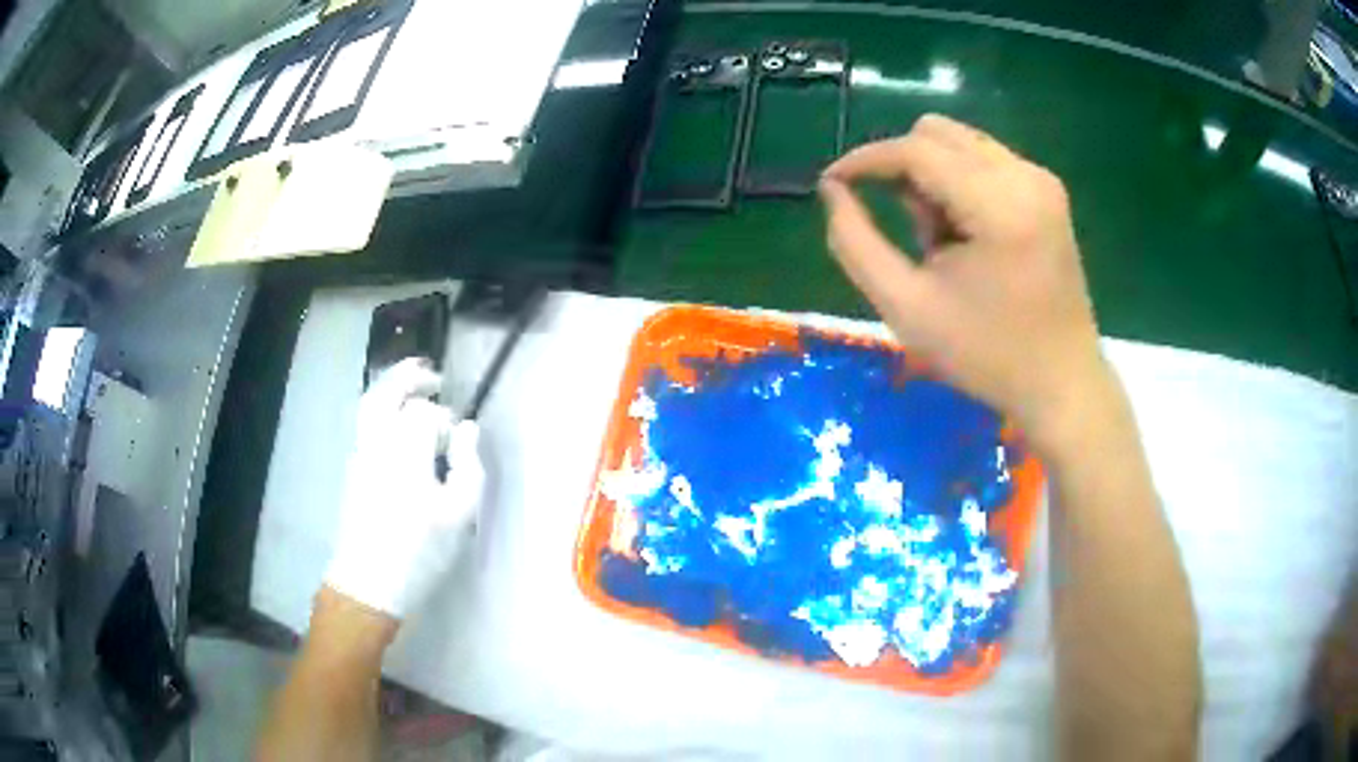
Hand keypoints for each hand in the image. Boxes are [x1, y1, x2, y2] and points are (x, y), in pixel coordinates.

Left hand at [326, 358, 485, 618]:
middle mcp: (376, 442)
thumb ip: (469, 465)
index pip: (424, 414)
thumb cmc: (419, 551)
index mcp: (404, 450)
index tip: (459, 438)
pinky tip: (398, 426)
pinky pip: (365, 425)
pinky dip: (381, 411)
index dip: (445, 419)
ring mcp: (359, 454)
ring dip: (391, 390)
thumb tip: (466, 429)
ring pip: (369, 405)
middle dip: (408, 377)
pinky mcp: (353, 470)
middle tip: (432, 374)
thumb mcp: (459, 514)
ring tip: (413, 389)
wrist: (369, 582)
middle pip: (385, 392)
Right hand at [819, 115, 1113, 452]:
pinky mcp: (1048, 191)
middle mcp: (1025, 176)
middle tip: (906, 230)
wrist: (1062, 384)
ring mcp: (1042, 180)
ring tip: (942, 242)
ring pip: (959, 143)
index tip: (831, 184)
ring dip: (932, 178)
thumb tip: (832, 190)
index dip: (865, 160)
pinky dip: (959, 185)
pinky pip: (984, 161)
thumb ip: (855, 243)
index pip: (916, 150)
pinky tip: (967, 237)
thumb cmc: (986, 356)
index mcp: (999, 205)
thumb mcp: (906, 307)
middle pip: (937, 133)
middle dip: (904, 170)